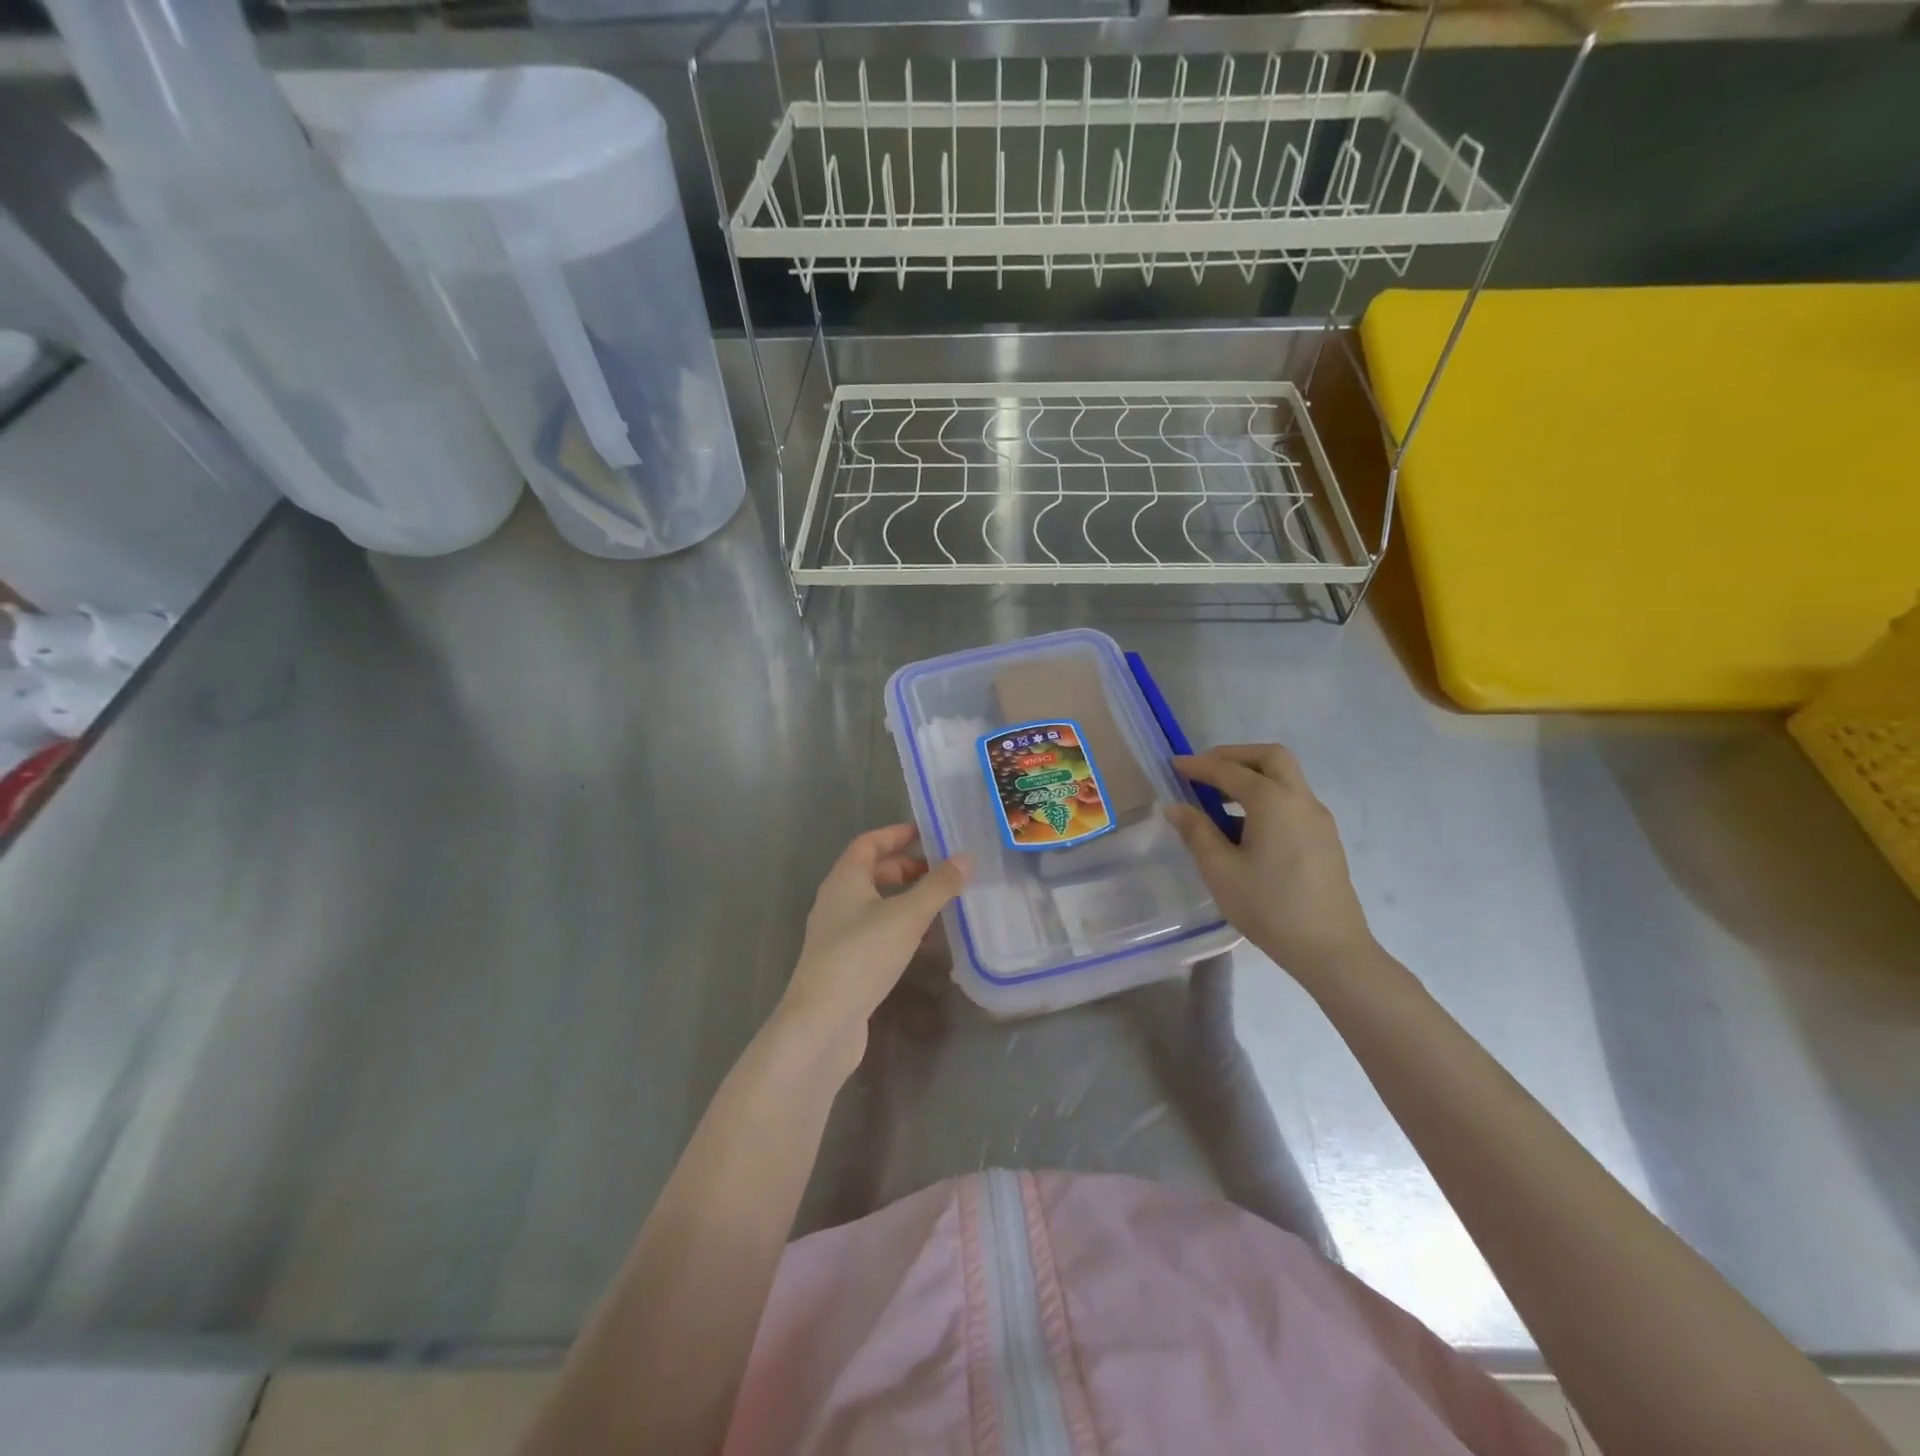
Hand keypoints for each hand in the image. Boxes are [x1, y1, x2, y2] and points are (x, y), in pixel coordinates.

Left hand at [774, 825, 968, 1073]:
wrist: (822, 1023)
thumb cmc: (862, 956)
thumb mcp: (907, 916)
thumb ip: (938, 886)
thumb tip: (965, 857)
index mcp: (844, 879)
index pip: (868, 843)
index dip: (896, 834)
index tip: (926, 833)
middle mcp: (836, 901)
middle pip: (871, 872)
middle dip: (906, 868)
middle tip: (941, 871)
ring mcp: (837, 934)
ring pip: (875, 904)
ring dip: (905, 899)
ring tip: (940, 903)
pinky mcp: (844, 962)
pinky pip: (875, 931)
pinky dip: (899, 926)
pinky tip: (924, 941)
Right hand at [1166, 745, 1375, 983]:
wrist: (1330, 949)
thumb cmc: (1269, 907)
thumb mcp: (1221, 870)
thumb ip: (1196, 832)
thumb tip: (1175, 807)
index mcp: (1273, 802)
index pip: (1230, 771)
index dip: (1200, 766)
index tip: (1175, 766)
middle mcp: (1300, 800)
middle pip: (1270, 758)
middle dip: (1234, 756)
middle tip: (1205, 770)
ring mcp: (1318, 819)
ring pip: (1285, 778)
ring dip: (1252, 776)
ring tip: (1219, 800)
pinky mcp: (1324, 838)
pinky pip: (1292, 801)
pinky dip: (1266, 797)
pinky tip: (1245, 828)